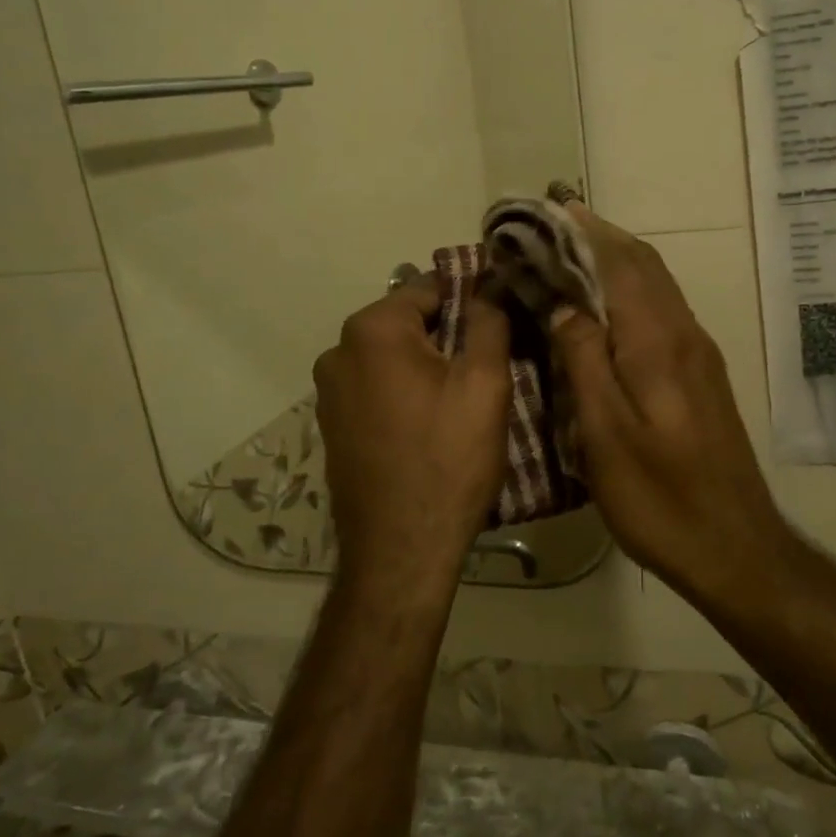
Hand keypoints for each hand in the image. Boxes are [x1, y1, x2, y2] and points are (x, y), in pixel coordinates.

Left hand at [313, 276, 511, 593]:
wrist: (401, 549)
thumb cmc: (448, 458)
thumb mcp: (484, 383)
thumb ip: (488, 323)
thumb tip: (488, 290)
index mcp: (371, 330)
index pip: (431, 287)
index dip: (473, 296)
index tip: (505, 315)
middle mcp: (338, 351)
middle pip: (409, 323)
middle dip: (450, 335)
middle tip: (492, 364)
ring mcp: (330, 392)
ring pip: (394, 358)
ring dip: (429, 365)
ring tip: (466, 396)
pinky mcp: (334, 425)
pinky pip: (378, 388)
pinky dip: (407, 392)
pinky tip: (434, 423)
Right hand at [549, 206, 788, 590]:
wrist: (734, 546)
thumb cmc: (660, 496)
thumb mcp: (605, 433)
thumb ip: (584, 360)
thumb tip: (564, 305)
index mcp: (658, 341)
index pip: (621, 262)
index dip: (585, 231)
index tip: (548, 208)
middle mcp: (684, 334)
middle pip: (643, 265)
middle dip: (599, 237)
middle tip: (553, 224)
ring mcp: (698, 354)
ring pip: (656, 286)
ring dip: (616, 261)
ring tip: (571, 253)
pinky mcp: (702, 376)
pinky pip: (661, 312)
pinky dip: (630, 292)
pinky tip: (605, 309)